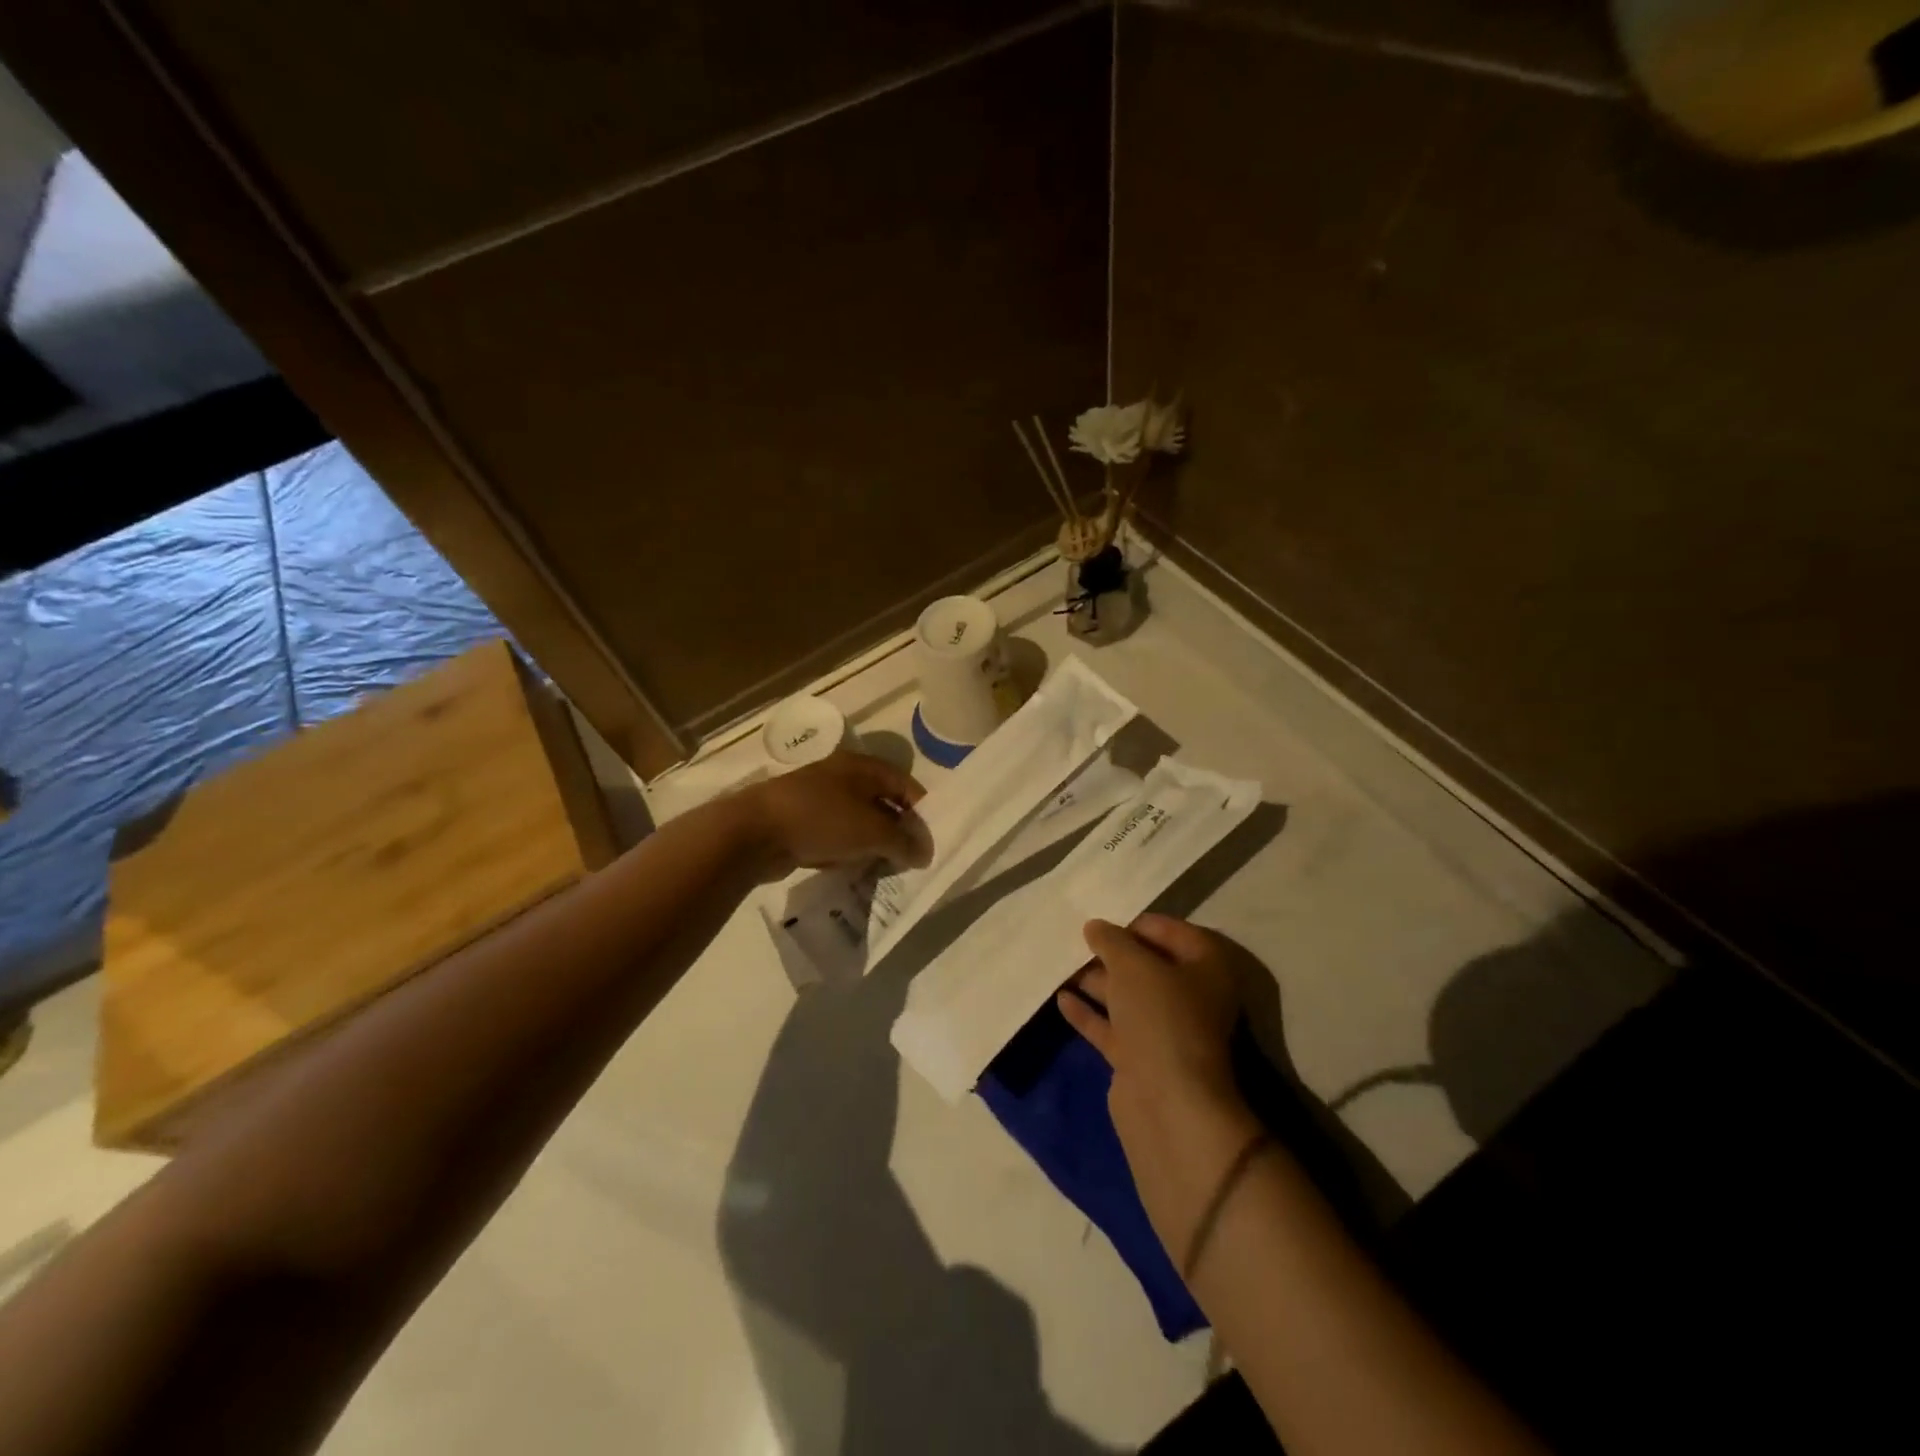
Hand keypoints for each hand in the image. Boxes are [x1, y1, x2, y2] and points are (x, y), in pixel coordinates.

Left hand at [738, 751, 930, 878]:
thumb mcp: (872, 831)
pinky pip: (836, 835)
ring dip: (873, 843)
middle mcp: (842, 776)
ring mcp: (819, 798)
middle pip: (882, 802)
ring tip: (886, 868)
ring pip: (858, 821)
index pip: (904, 784)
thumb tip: (924, 853)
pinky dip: (848, 850)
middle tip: (911, 858)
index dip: (921, 810)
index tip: (930, 840)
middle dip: (898, 830)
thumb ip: (903, 842)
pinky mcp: (801, 821)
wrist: (754, 833)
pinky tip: (853, 869)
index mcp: (862, 766)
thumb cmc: (821, 819)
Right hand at [1059, 916, 1271, 1268]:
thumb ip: (1111, 940)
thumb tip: (1095, 927)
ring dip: (1096, 981)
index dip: (1136, 923)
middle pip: (1148, 965)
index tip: (1103, 920)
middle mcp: (1191, 997)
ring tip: (1061, 965)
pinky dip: (1089, 1013)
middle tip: (1077, 940)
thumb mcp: (1133, 965)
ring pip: (1127, 997)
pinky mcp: (1142, 1059)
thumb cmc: (1160, 1017)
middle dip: (1113, 953)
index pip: (1172, 931)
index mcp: (1206, 968)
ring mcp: (1166, 1031)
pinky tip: (1061, 999)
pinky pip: (1112, 1027)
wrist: (1167, 1103)